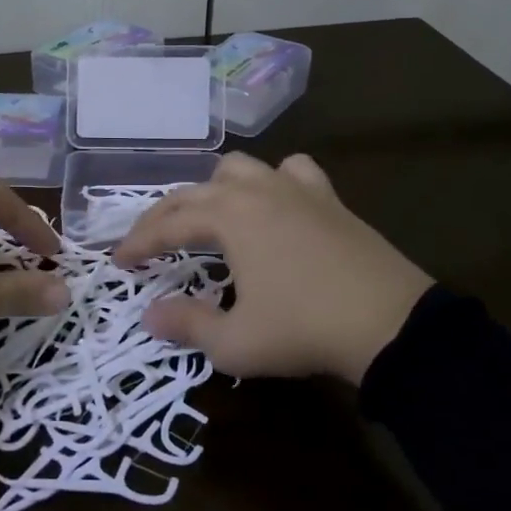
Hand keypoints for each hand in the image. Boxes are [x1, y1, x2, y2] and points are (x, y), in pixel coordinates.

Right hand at [114, 153, 432, 385]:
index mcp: (228, 216)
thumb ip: (187, 325)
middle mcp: (256, 191)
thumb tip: (150, 315)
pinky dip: (273, 181)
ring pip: (240, 168)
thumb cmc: (303, 330)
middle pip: (195, 191)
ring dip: (214, 189)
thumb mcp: (235, 342)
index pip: (168, 224)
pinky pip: (292, 172)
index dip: (139, 243)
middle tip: (148, 243)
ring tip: (209, 216)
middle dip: (164, 216)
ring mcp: (296, 189)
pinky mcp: (329, 199)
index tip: (119, 262)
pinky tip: (275, 202)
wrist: (391, 324)